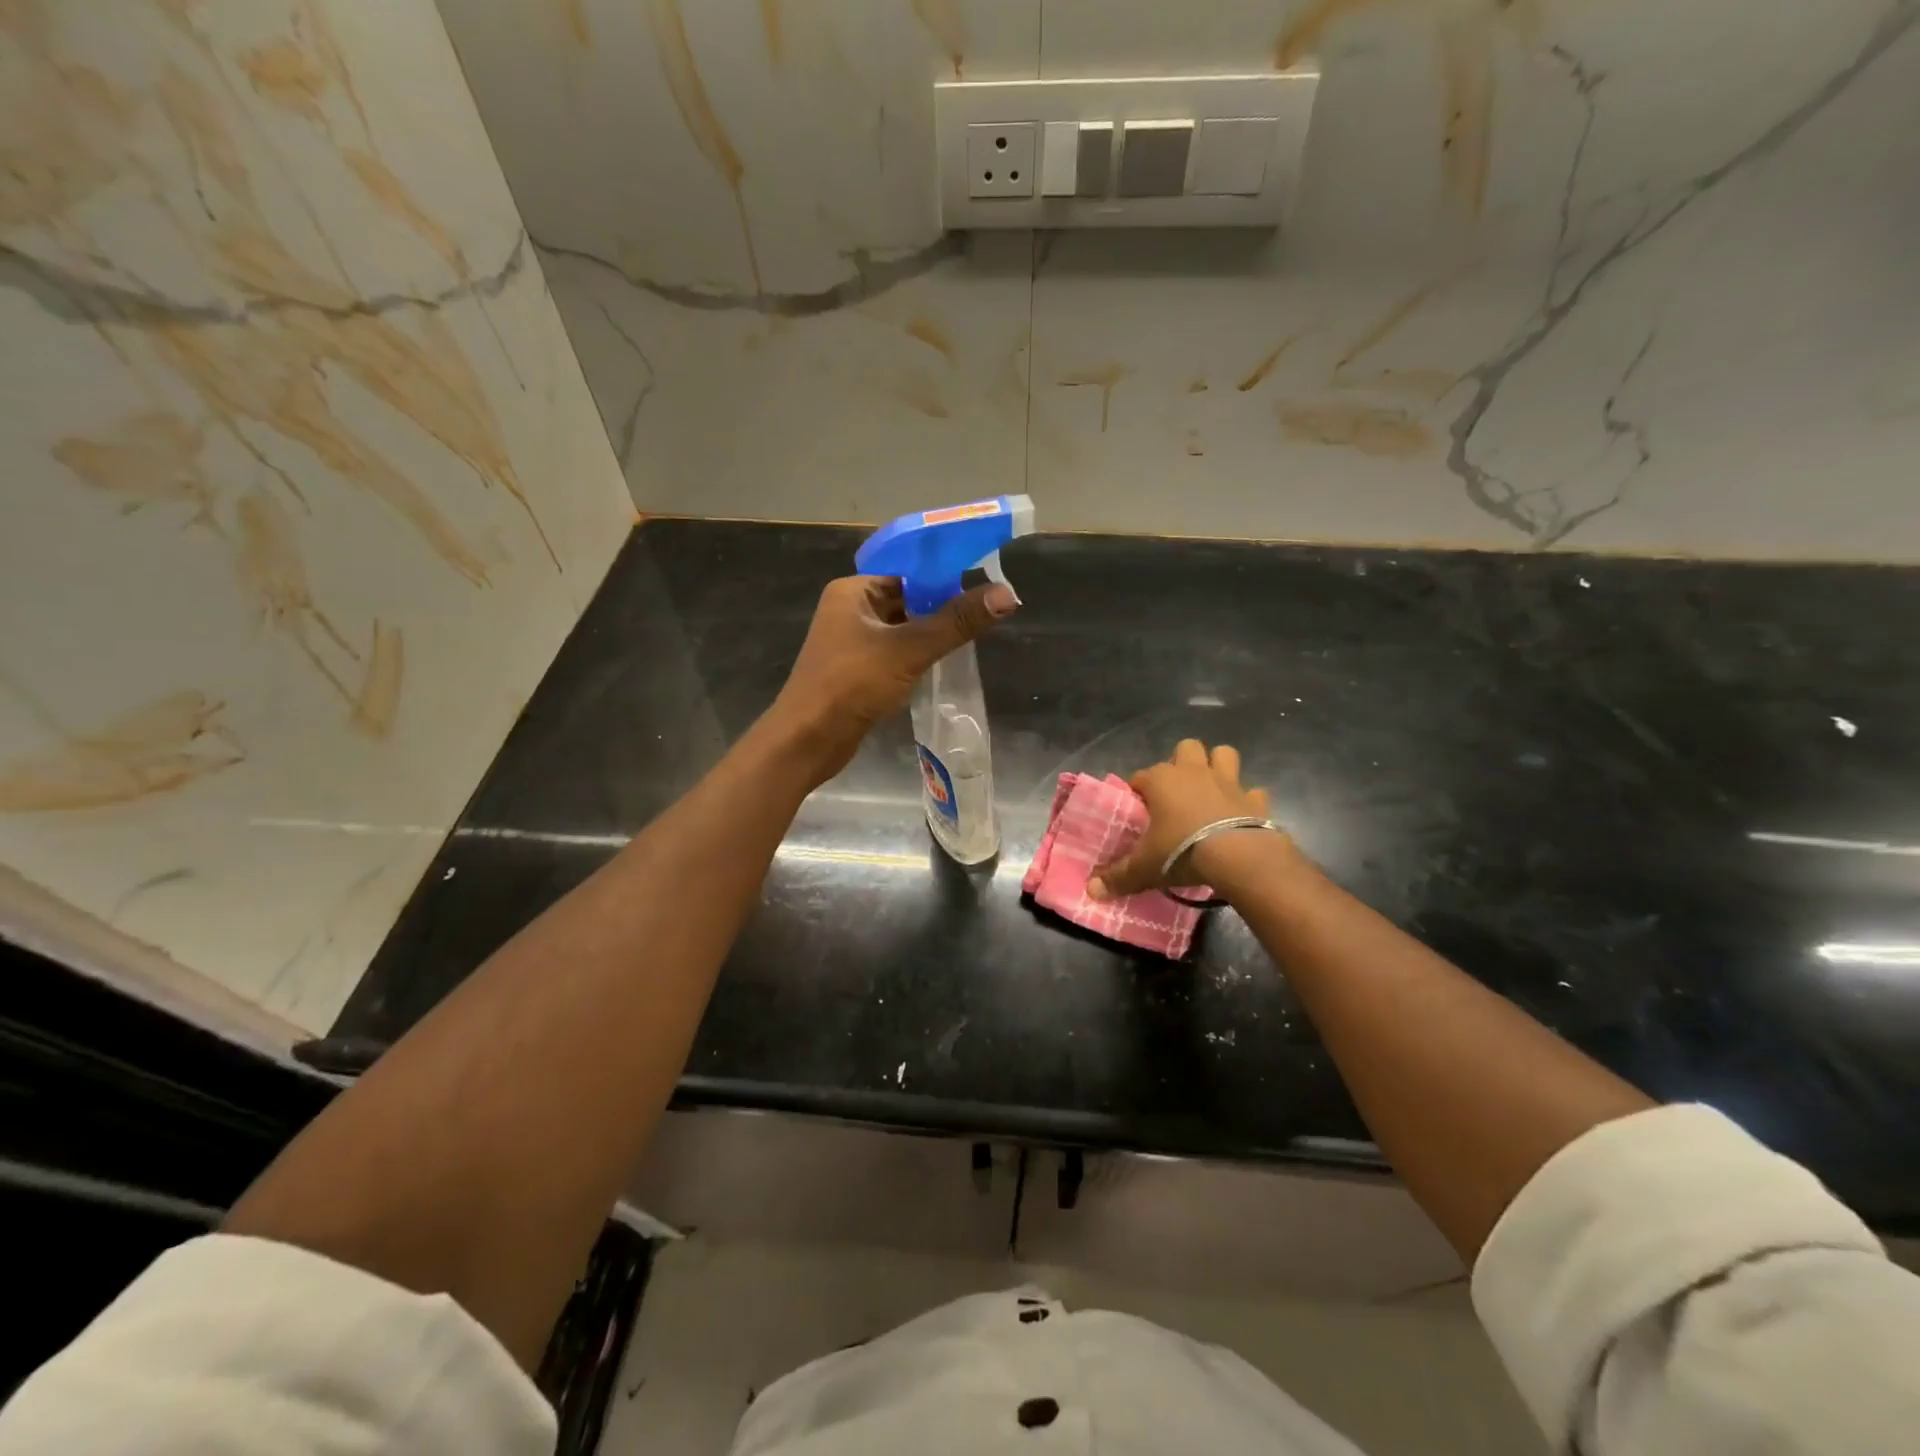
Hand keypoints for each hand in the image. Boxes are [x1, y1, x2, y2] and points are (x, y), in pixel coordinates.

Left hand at [769, 574, 1017, 782]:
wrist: (806, 741)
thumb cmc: (851, 686)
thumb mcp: (908, 650)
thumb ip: (956, 622)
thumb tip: (1007, 595)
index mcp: (853, 591)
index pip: (907, 570)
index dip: (945, 575)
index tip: (984, 583)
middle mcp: (850, 609)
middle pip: (907, 598)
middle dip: (942, 606)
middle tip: (985, 613)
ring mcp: (851, 642)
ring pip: (902, 628)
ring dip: (932, 633)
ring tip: (973, 635)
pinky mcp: (857, 670)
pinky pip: (895, 652)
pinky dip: (918, 655)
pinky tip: (943, 663)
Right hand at [1087, 739, 1284, 899]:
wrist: (1238, 857)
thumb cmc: (1181, 852)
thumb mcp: (1144, 868)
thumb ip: (1118, 877)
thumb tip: (1091, 891)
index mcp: (1161, 781)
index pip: (1140, 776)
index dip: (1138, 791)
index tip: (1138, 812)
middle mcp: (1193, 772)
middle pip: (1186, 748)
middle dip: (1181, 763)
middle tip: (1176, 792)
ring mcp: (1228, 782)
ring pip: (1224, 754)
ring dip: (1218, 766)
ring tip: (1210, 789)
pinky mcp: (1255, 799)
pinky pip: (1252, 791)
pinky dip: (1247, 799)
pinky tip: (1241, 813)